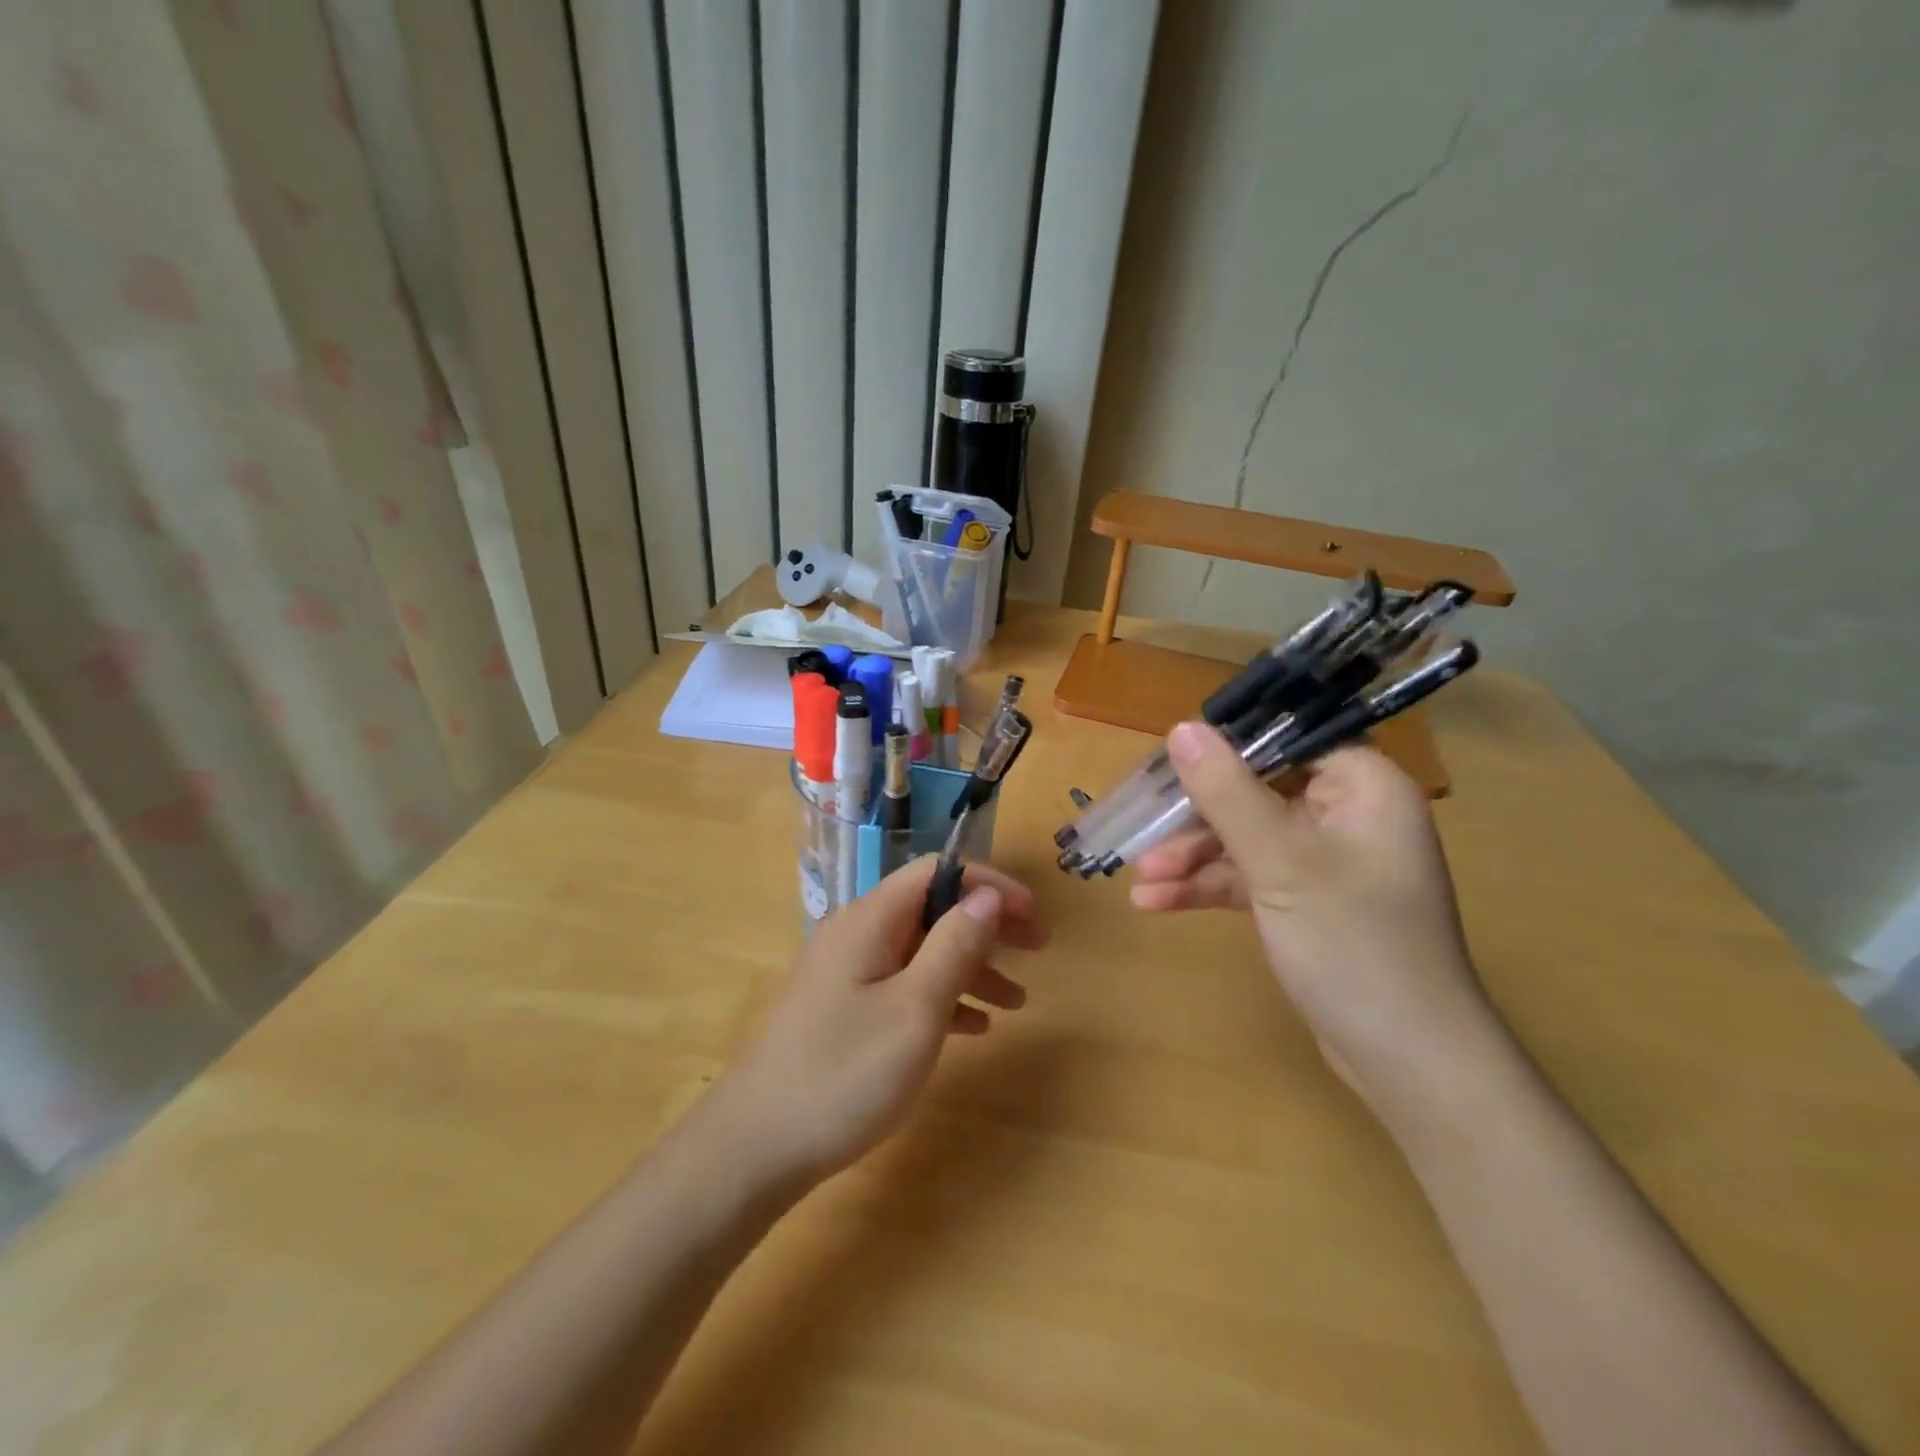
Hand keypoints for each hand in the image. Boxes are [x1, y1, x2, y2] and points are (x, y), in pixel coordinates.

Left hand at [716, 858, 1046, 1188]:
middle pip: (932, 908)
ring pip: (921, 950)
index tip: (1033, 915)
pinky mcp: (843, 1009)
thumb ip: (954, 945)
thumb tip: (986, 894)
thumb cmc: (844, 1073)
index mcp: (871, 919)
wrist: (756, 1147)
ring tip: (1016, 1003)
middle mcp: (857, 933)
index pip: (937, 871)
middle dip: (987, 925)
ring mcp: (847, 973)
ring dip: (971, 966)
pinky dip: (942, 997)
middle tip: (1036, 951)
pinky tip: (972, 1028)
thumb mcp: (915, 1009)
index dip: (989, 884)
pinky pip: (904, 985)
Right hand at [1130, 722, 1502, 1115]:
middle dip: (1195, 821)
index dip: (1223, 751)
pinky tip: (1157, 903)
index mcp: (1363, 787)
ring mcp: (1328, 864)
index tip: (1166, 767)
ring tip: (1139, 882)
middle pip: (1255, 794)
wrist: (1407, 1062)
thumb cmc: (1352, 943)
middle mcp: (1349, 816)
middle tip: (1142, 835)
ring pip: (1246, 840)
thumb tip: (1182, 728)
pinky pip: (1251, 878)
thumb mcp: (1280, 861)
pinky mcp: (1309, 904)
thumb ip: (1227, 792)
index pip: (1284, 744)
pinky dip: (1209, 888)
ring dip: (1192, 860)